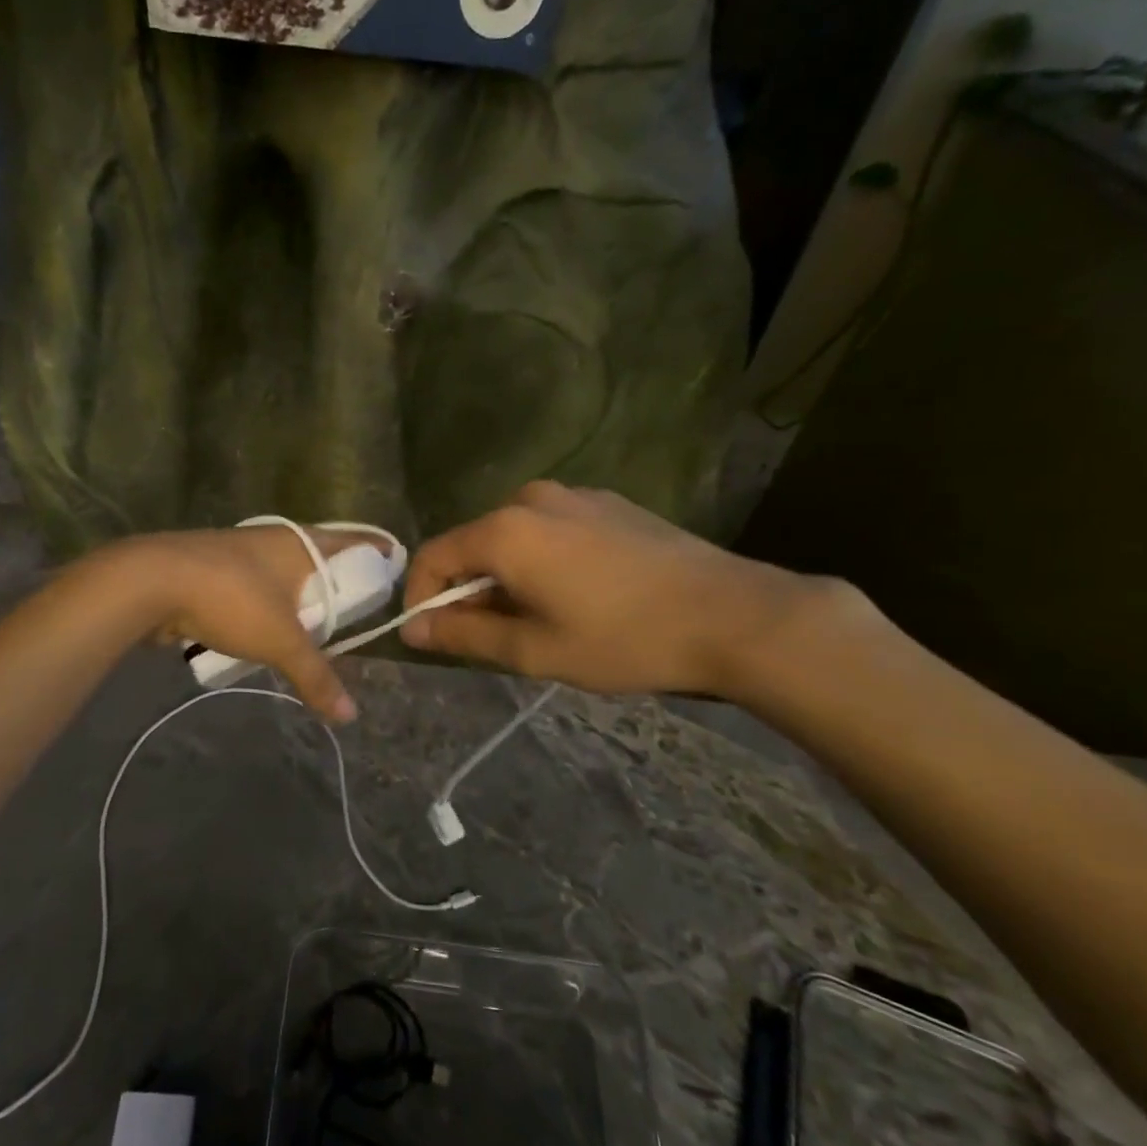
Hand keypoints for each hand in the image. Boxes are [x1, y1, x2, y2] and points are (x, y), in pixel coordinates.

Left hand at [106, 526, 364, 721]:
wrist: (152, 582)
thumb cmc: (232, 598)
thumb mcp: (281, 640)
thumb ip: (315, 676)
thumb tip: (349, 714)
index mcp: (299, 544)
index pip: (351, 541)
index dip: (375, 550)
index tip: (395, 560)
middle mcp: (273, 542)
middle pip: (317, 557)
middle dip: (336, 578)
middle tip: (357, 603)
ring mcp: (239, 553)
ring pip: (281, 574)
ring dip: (296, 594)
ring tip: (315, 621)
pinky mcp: (212, 571)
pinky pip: (251, 588)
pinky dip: (264, 605)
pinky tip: (265, 628)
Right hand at [399, 481, 821, 696]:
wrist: (733, 614)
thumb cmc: (625, 639)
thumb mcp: (536, 650)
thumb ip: (466, 636)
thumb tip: (413, 630)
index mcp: (505, 531)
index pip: (433, 557)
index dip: (422, 598)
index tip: (432, 638)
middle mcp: (530, 498)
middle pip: (473, 544)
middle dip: (470, 591)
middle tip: (493, 639)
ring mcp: (573, 494)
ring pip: (513, 537)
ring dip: (508, 576)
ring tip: (540, 620)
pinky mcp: (606, 502)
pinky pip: (551, 528)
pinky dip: (542, 559)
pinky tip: (580, 594)